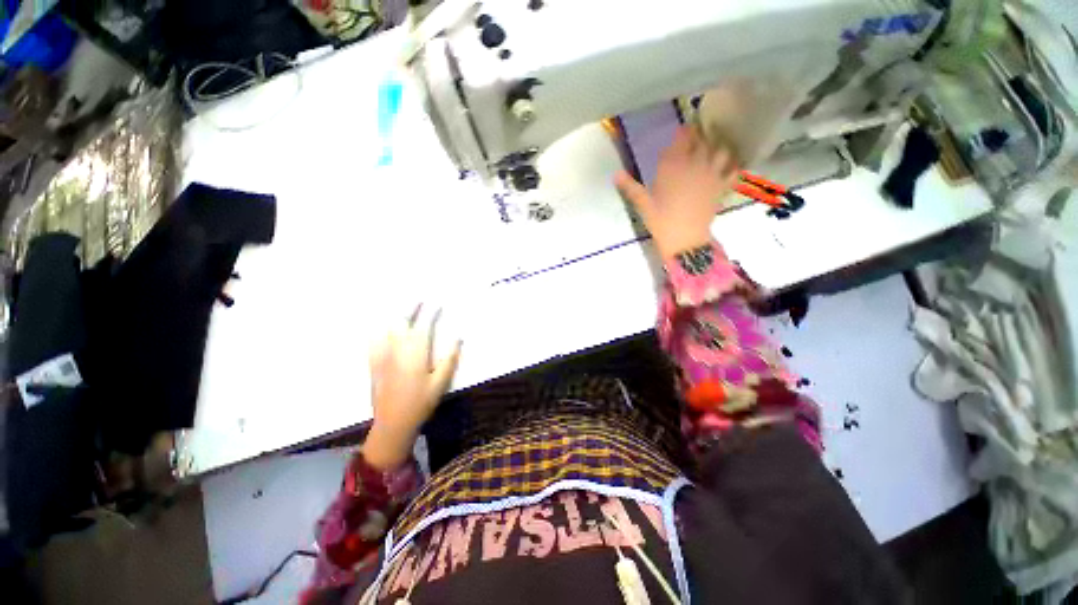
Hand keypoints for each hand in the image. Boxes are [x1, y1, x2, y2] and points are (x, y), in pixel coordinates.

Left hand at [364, 306, 461, 469]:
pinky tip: (381, 325)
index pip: (423, 327)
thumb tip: (457, 338)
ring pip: (387, 329)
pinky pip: (374, 341)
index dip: (430, 313)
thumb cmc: (421, 403)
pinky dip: (379, 329)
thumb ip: (449, 359)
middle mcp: (397, 351)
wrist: (393, 423)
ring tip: (402, 306)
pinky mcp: (375, 364)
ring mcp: (383, 356)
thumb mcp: (441, 383)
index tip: (437, 303)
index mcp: (415, 355)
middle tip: (419, 298)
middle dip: (410, 307)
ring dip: (395, 315)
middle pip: (402, 322)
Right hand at [614, 126, 737, 260]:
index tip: (682, 130)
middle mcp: (694, 165)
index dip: (683, 132)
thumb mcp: (643, 204)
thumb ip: (631, 187)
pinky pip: (733, 170)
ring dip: (718, 147)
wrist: (684, 239)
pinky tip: (729, 166)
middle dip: (700, 136)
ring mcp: (711, 175)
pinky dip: (733, 166)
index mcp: (673, 167)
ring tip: (713, 149)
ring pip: (721, 151)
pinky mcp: (721, 187)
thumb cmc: (661, 221)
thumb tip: (615, 174)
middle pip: (702, 141)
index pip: (681, 140)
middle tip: (696, 137)